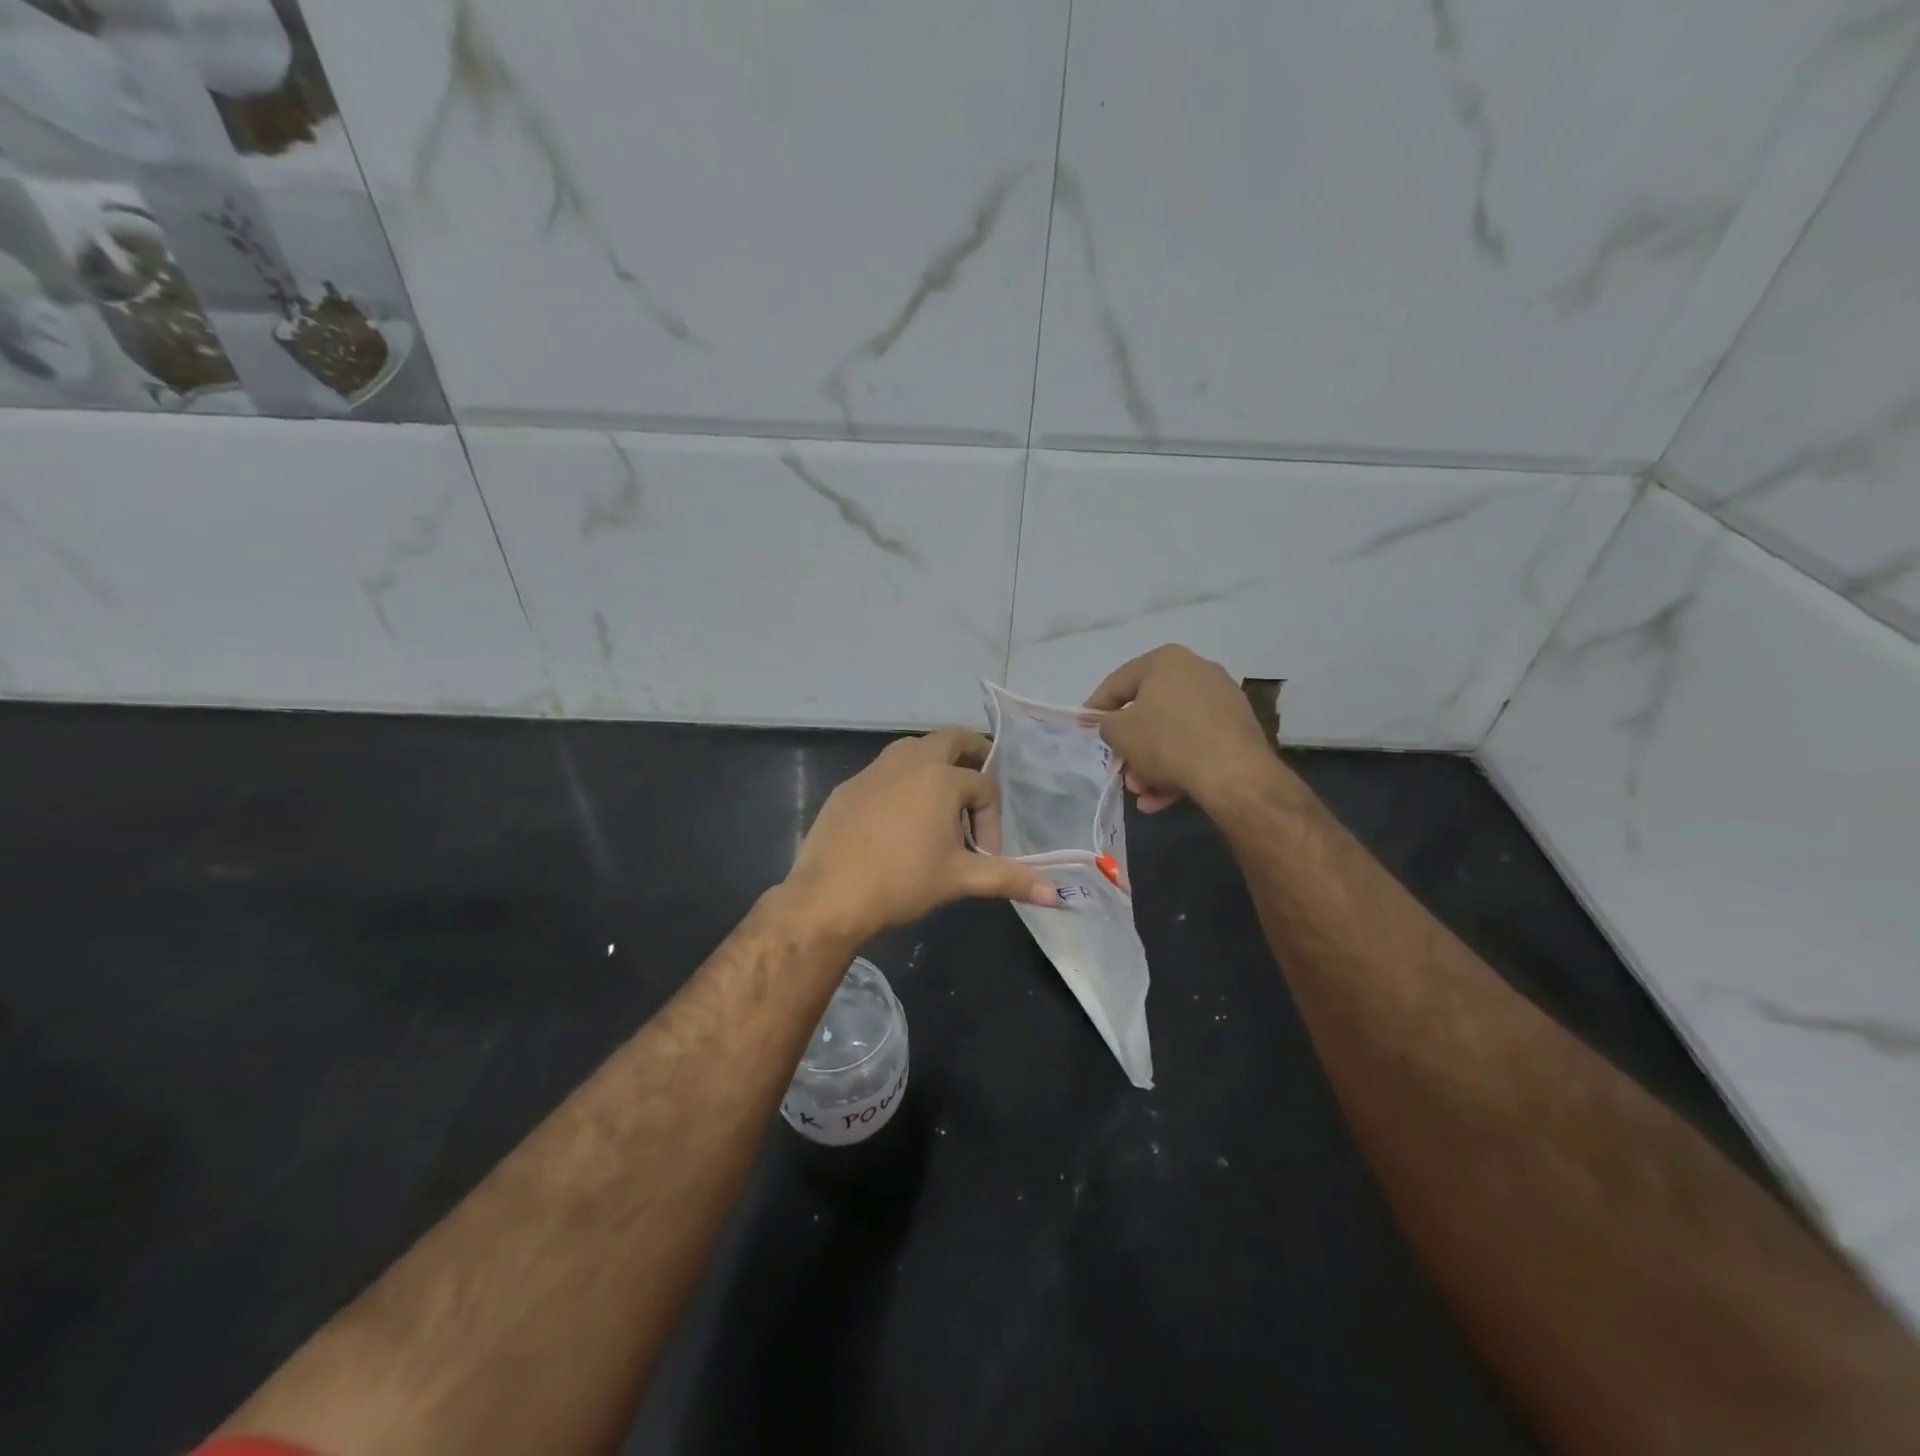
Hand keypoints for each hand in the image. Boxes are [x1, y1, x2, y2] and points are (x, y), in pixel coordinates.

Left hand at [784, 729, 1057, 942]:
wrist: (829, 896)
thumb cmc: (902, 883)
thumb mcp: (960, 880)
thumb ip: (1008, 879)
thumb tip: (1056, 895)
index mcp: (941, 777)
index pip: (984, 786)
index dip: (992, 819)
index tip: (985, 853)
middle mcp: (909, 761)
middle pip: (951, 740)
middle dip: (972, 756)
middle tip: (977, 787)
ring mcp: (874, 770)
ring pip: (914, 750)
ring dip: (934, 766)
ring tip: (941, 803)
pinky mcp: (849, 786)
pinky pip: (885, 771)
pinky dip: (902, 783)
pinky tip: (897, 821)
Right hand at [1087, 644, 1275, 812]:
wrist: (1232, 772)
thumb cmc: (1166, 741)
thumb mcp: (1119, 733)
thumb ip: (1106, 724)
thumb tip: (1112, 725)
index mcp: (1165, 661)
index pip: (1118, 683)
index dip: (1096, 708)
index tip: (1085, 729)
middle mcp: (1196, 671)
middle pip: (1149, 712)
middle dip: (1130, 747)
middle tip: (1119, 769)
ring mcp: (1221, 701)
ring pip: (1172, 734)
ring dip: (1151, 764)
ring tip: (1141, 793)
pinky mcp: (1237, 729)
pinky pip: (1196, 746)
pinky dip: (1177, 769)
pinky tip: (1160, 799)